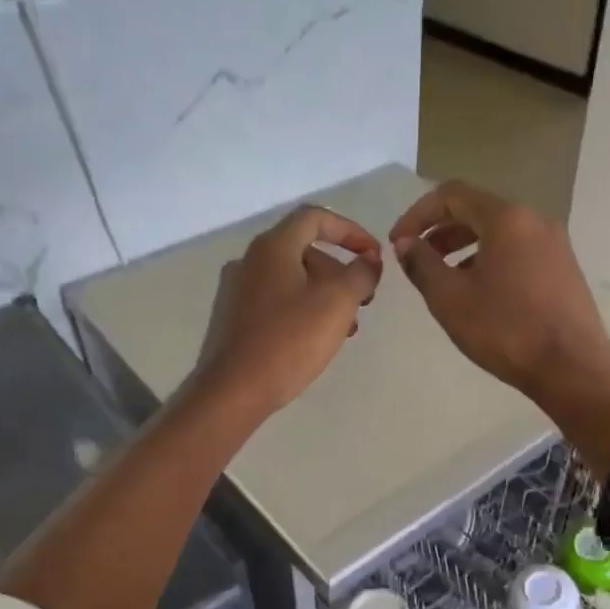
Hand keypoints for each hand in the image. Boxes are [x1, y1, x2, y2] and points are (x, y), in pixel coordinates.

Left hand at [198, 204, 382, 416]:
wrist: (234, 390)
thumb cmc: (290, 340)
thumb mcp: (338, 302)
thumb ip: (361, 275)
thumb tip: (370, 262)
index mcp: (273, 247)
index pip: (316, 218)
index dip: (351, 231)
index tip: (374, 256)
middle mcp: (251, 260)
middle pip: (305, 250)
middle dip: (341, 271)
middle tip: (364, 301)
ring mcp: (238, 290)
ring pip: (293, 279)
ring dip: (326, 295)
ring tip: (346, 327)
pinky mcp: (234, 318)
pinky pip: (277, 301)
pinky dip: (304, 309)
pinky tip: (317, 339)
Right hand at [390, 182, 609, 413]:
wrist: (572, 367)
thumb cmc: (505, 329)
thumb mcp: (450, 298)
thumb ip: (422, 264)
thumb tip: (406, 244)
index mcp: (507, 218)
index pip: (452, 194)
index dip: (417, 214)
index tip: (397, 243)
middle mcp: (534, 220)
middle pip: (477, 209)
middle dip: (440, 230)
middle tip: (416, 258)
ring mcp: (554, 244)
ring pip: (498, 232)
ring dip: (463, 246)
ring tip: (442, 277)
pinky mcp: (563, 268)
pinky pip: (517, 250)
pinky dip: (489, 259)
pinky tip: (478, 292)